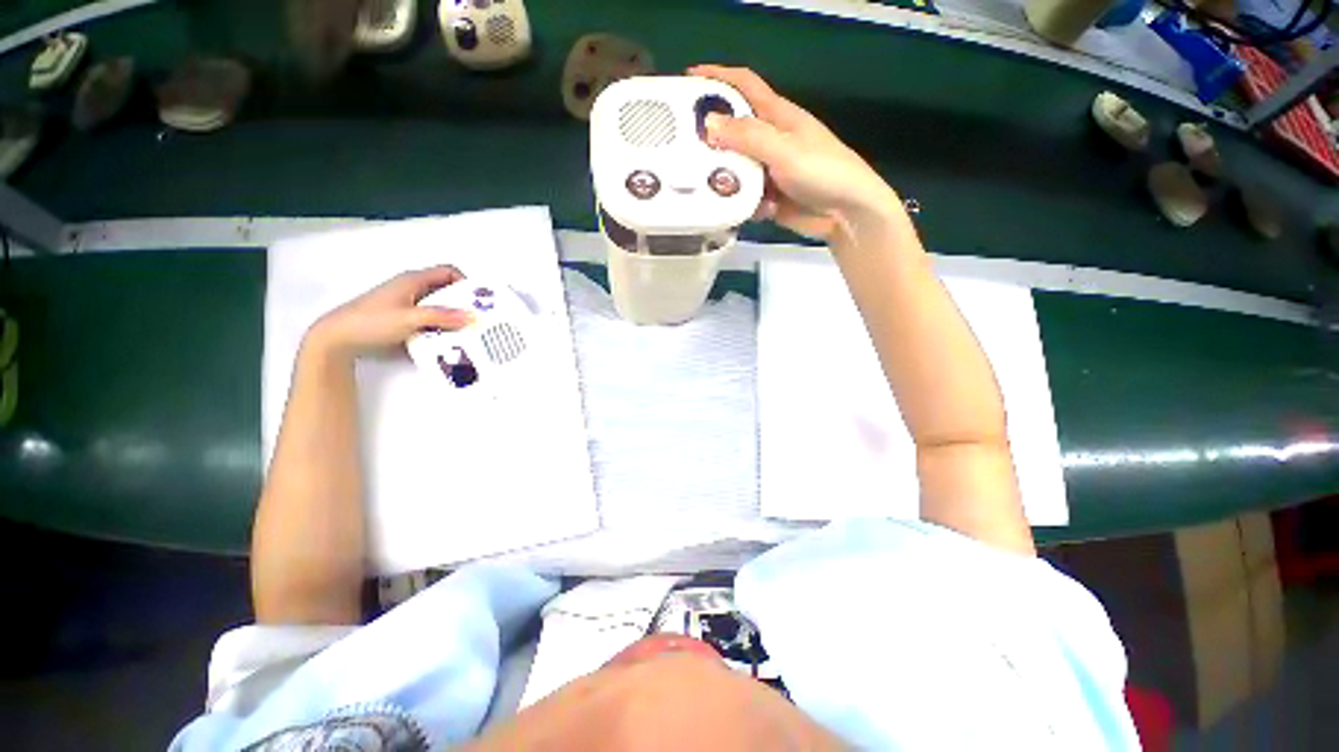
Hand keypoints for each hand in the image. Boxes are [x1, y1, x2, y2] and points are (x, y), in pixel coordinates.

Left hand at [307, 265, 473, 359]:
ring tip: (466, 332)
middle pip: (445, 290)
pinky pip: (429, 318)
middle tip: (478, 320)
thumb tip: (473, 316)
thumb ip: (442, 317)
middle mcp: (411, 288)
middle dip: (463, 303)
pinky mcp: (401, 318)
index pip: (448, 272)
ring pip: (437, 305)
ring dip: (452, 317)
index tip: (478, 302)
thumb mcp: (410, 319)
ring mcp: (405, 303)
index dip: (465, 283)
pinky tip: (446, 339)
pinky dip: (440, 325)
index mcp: (413, 280)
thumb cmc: (371, 322)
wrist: (336, 339)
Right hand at [688, 65, 902, 246]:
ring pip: (735, 168)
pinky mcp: (769, 196)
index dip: (719, 77)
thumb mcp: (785, 150)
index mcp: (778, 116)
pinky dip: (743, 202)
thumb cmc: (823, 171)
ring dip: (725, 178)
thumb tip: (709, 123)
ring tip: (709, 186)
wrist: (846, 214)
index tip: (689, 78)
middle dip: (712, 138)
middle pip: (733, 131)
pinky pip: (745, 195)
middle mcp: (771, 140)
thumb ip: (748, 137)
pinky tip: (748, 209)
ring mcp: (769, 170)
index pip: (745, 85)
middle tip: (685, 147)